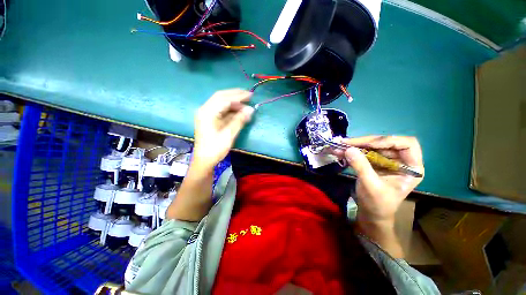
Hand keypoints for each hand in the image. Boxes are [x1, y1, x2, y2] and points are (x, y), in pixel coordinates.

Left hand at [193, 89, 253, 169]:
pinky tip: (239, 112)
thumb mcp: (229, 134)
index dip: (238, 96)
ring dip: (234, 103)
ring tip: (246, 107)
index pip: (224, 98)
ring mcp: (207, 114)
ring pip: (221, 103)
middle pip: (221, 97)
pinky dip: (231, 110)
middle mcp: (205, 110)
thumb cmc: (215, 149)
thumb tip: (250, 109)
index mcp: (207, 112)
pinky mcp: (210, 119)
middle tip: (249, 96)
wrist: (204, 160)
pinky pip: (221, 110)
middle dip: (235, 95)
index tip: (250, 95)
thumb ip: (239, 120)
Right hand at [333, 136, 423, 225]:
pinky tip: (340, 151)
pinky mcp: (376, 162)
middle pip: (385, 143)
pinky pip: (364, 152)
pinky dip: (352, 151)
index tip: (367, 144)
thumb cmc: (378, 204)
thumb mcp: (371, 186)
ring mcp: (387, 160)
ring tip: (340, 146)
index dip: (387, 141)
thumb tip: (348, 149)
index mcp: (411, 167)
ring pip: (372, 146)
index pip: (406, 144)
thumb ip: (361, 166)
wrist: (371, 213)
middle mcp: (401, 160)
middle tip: (346, 142)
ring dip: (355, 146)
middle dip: (364, 142)